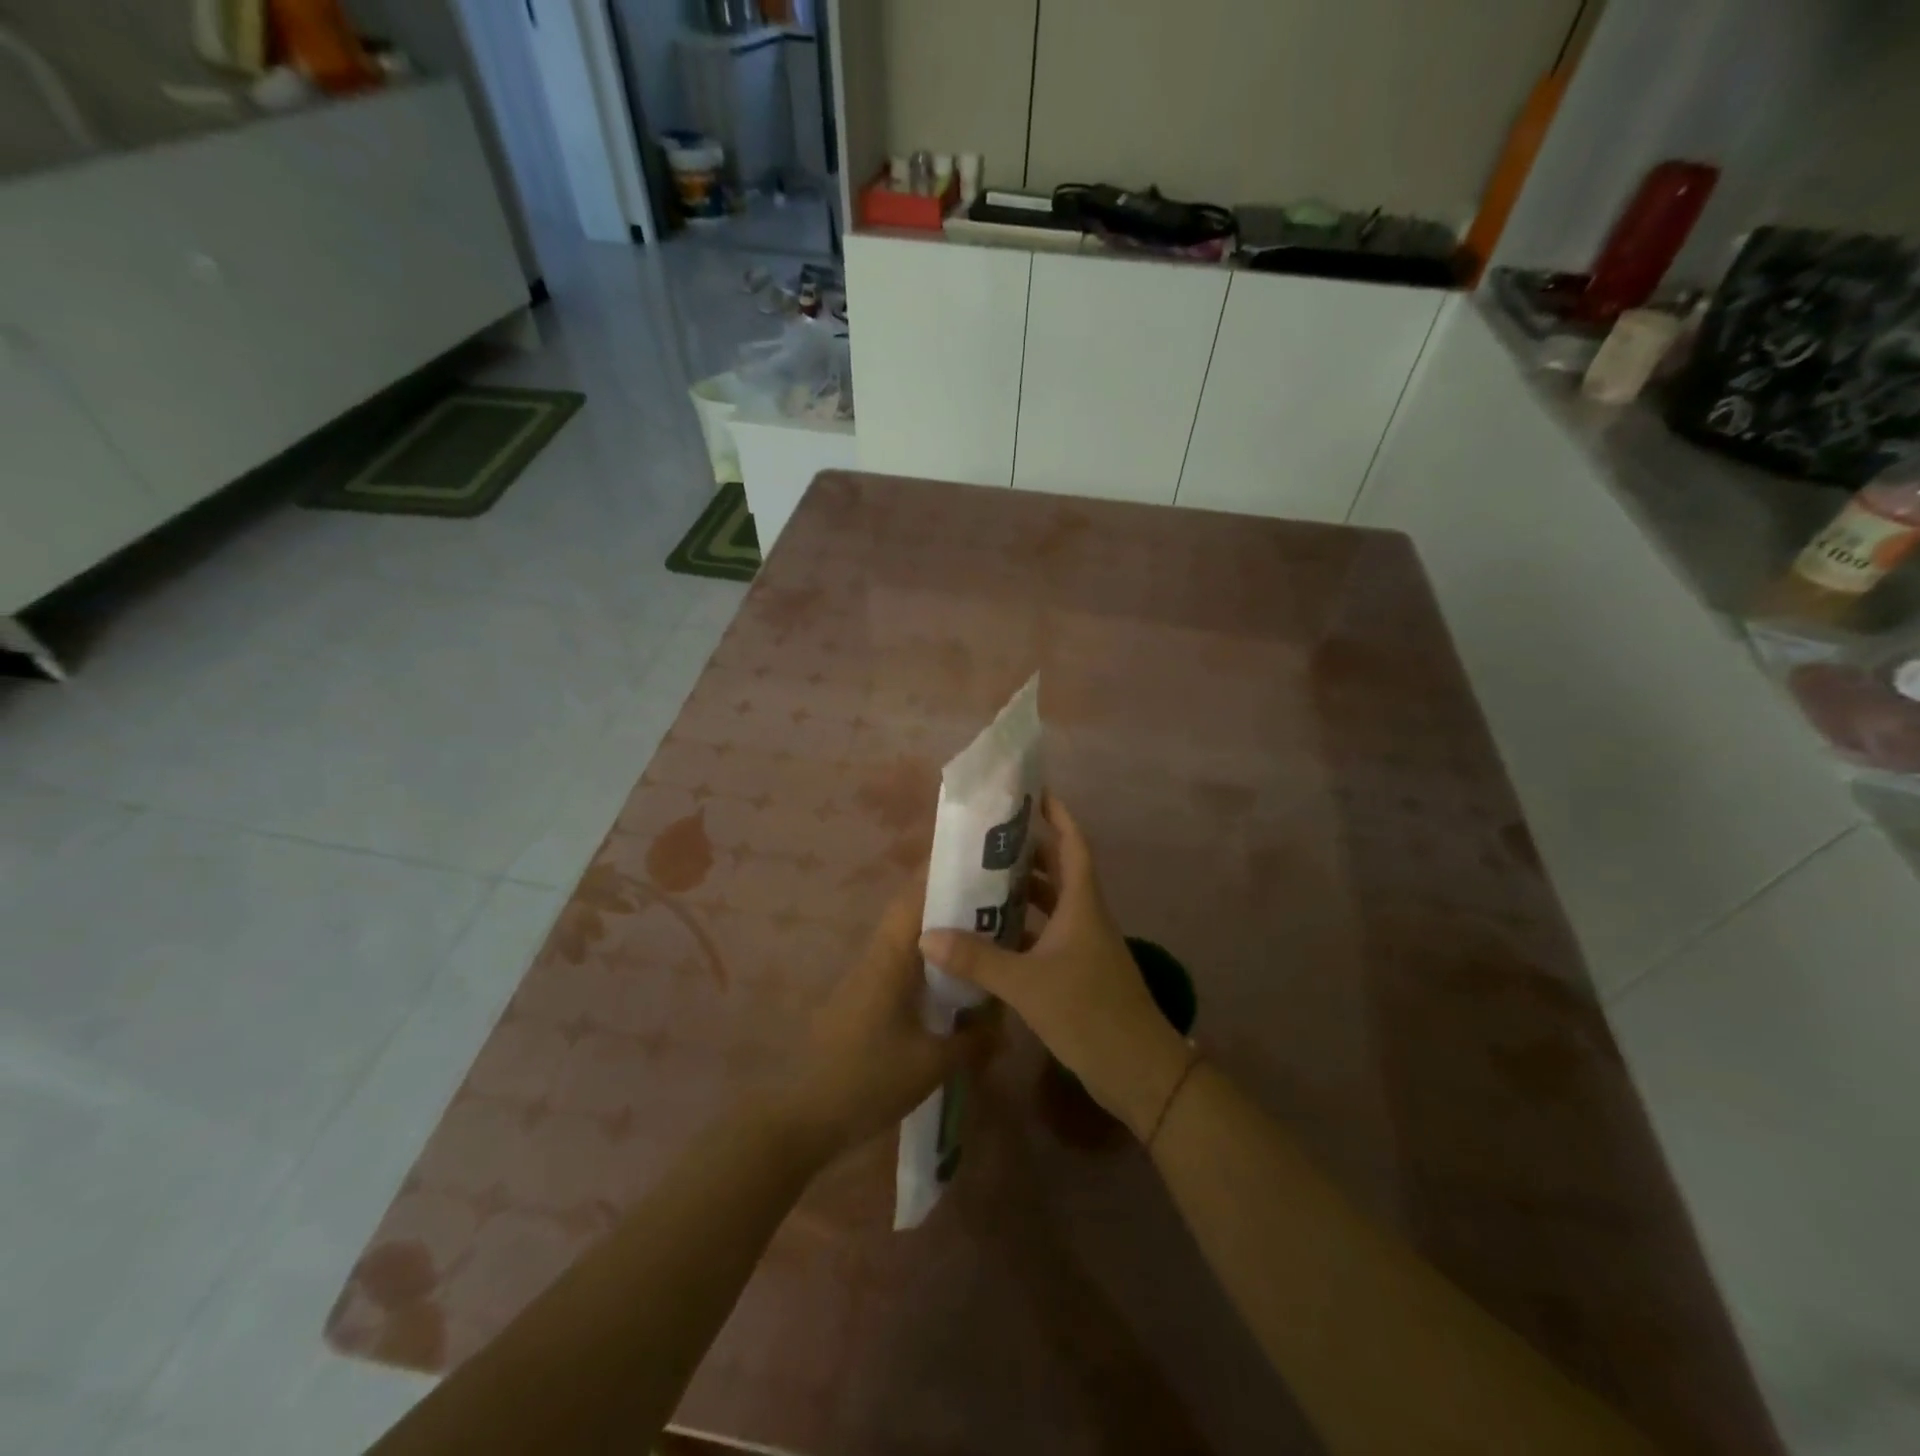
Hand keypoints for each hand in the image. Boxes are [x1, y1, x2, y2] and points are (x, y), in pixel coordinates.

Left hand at [788, 876, 997, 1160]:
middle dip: (952, 901)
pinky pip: (903, 963)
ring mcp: (868, 975)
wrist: (804, 1114)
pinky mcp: (866, 997)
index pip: (916, 896)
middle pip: (914, 911)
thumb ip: (973, 1039)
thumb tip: (1004, 1020)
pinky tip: (955, 981)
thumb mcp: (932, 1063)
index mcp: (890, 956)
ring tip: (984, 936)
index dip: (946, 873)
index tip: (982, 863)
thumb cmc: (868, 1079)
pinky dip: (930, 960)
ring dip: (941, 931)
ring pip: (909, 938)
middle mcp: (878, 955)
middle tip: (997, 902)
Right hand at [920, 796, 1192, 1140]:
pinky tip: (993, 935)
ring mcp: (1085, 945)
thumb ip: (977, 960)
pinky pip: (1048, 935)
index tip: (1033, 793)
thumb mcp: (1027, 984)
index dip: (1057, 815)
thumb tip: (927, 935)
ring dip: (1024, 891)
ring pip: (1053, 905)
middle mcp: (1085, 917)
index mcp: (1082, 905)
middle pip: (1059, 870)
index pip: (1072, 844)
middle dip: (1029, 851)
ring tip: (982, 881)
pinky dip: (1024, 928)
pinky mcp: (1080, 971)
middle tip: (988, 838)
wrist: (1139, 1071)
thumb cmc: (1089, 1013)